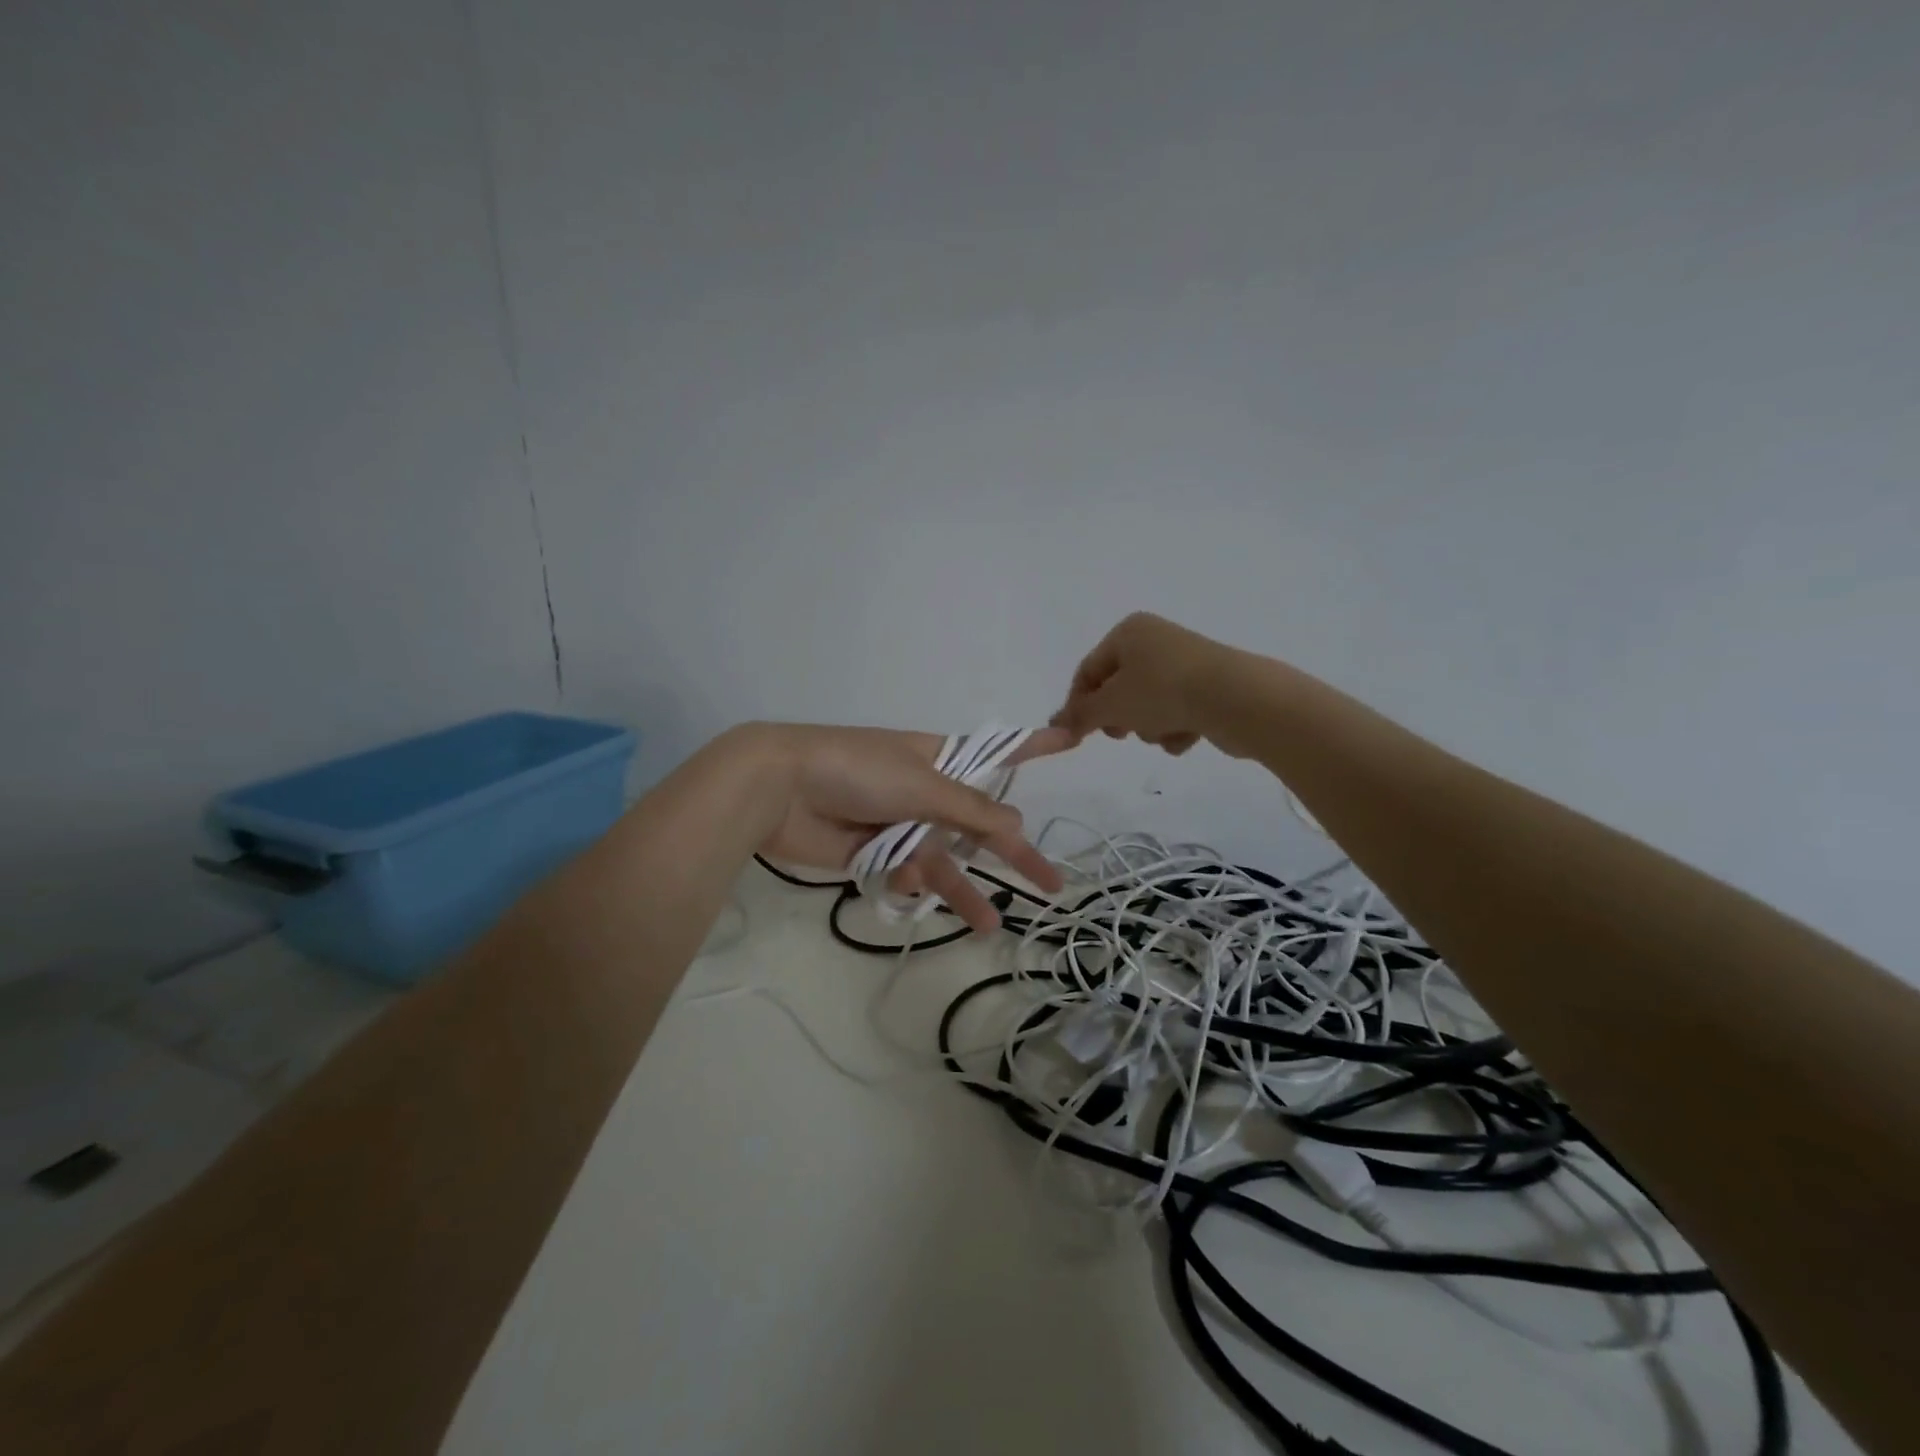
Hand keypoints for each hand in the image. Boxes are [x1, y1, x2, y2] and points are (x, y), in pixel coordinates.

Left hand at [747, 723, 1072, 930]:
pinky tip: (902, 880)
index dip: (1033, 748)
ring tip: (990, 926)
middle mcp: (923, 791)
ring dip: (962, 890)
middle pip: (978, 825)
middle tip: (1051, 883)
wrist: (778, 788)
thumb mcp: (922, 783)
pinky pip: (906, 872)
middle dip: (1012, 852)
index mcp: (938, 759)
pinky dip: (909, 879)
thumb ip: (970, 809)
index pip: (996, 753)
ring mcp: (897, 823)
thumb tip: (1017, 824)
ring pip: (943, 860)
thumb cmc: (856, 770)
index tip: (1071, 738)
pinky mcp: (871, 853)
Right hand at [1050, 612, 1232, 753]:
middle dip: (1120, 717)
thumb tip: (1053, 725)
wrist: (1238, 699)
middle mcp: (1156, 640)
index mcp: (1129, 632)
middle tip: (1123, 733)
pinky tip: (1188, 734)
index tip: (1076, 735)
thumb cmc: (1163, 692)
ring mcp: (1185, 663)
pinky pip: (1176, 712)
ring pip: (1147, 705)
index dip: (1078, 705)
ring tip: (1164, 731)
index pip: (1088, 671)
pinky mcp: (1208, 686)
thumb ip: (1079, 716)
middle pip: (1118, 689)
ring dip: (1149, 726)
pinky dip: (1176, 728)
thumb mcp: (1111, 705)